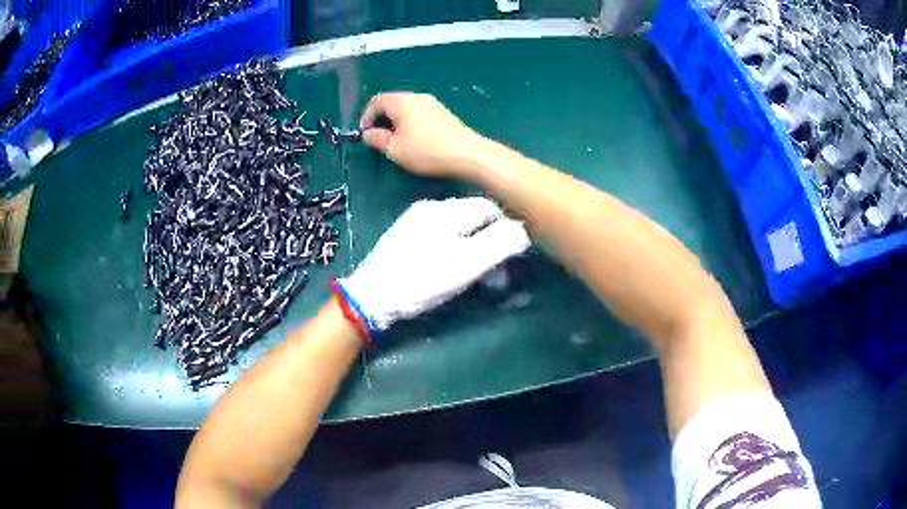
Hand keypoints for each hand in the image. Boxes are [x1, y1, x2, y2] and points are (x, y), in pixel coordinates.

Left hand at [335, 197, 530, 332]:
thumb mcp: (468, 264)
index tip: (512, 252)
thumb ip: (499, 243)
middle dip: (488, 236)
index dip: (507, 227)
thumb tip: (522, 229)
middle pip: (472, 214)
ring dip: (471, 242)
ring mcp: (413, 219)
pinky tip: (447, 264)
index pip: (490, 207)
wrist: (371, 296)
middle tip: (493, 265)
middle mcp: (430, 206)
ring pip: (455, 224)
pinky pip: (438, 232)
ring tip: (472, 267)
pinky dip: (451, 245)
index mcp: (447, 209)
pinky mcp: (403, 234)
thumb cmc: (422, 280)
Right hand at [360, 93, 484, 178]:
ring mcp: (432, 103)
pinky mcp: (443, 112)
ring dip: (396, 121)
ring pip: (406, 107)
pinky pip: (419, 112)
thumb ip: (377, 140)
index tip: (366, 133)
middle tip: (380, 138)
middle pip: (392, 102)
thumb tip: (369, 134)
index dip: (366, 116)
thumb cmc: (427, 151)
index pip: (376, 101)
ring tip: (397, 140)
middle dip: (381, 118)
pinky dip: (410, 122)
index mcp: (402, 102)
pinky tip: (415, 139)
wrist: (467, 153)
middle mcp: (417, 97)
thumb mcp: (395, 149)